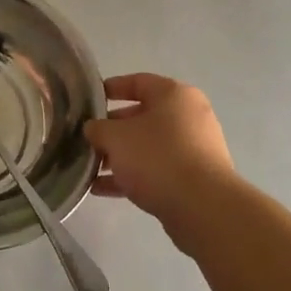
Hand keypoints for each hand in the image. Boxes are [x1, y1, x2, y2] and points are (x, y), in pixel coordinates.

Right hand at [84, 73, 235, 249]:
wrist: (203, 208)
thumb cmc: (157, 157)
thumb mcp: (116, 137)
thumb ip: (98, 129)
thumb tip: (93, 129)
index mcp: (174, 95)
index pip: (138, 82)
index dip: (111, 88)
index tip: (89, 100)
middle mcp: (188, 117)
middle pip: (141, 116)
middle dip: (112, 130)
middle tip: (88, 140)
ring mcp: (194, 149)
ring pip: (148, 146)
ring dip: (119, 156)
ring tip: (91, 168)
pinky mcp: (194, 179)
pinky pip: (157, 170)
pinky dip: (132, 176)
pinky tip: (101, 189)